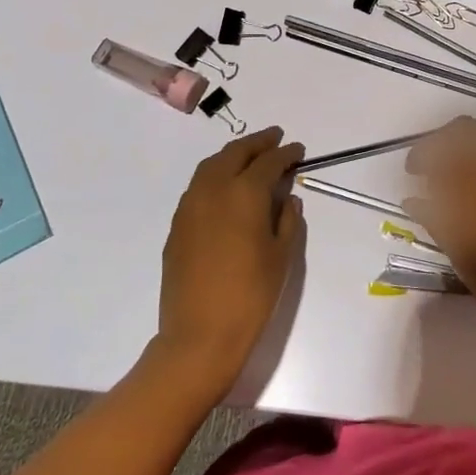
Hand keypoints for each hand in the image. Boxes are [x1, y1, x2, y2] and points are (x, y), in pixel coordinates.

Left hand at [156, 127, 306, 394]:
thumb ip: (287, 219)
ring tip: (250, 157)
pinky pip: (198, 187)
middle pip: (235, 153)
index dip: (286, 153)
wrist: (199, 336)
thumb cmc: (251, 295)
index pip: (268, 162)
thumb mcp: (282, 255)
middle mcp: (213, 190)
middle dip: (257, 143)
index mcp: (244, 193)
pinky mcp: (177, 227)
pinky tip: (226, 189)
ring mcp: (190, 207)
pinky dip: (215, 176)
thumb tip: (286, 198)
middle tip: (275, 138)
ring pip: (211, 166)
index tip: (298, 150)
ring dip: (233, 155)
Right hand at [403, 118, 475, 334]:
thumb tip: (413, 200)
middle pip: (465, 130)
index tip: (412, 171)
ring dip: (466, 142)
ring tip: (454, 168)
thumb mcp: (459, 255)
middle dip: (443, 139)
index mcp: (470, 190)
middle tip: (432, 163)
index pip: (439, 152)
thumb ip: (434, 220)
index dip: (421, 154)